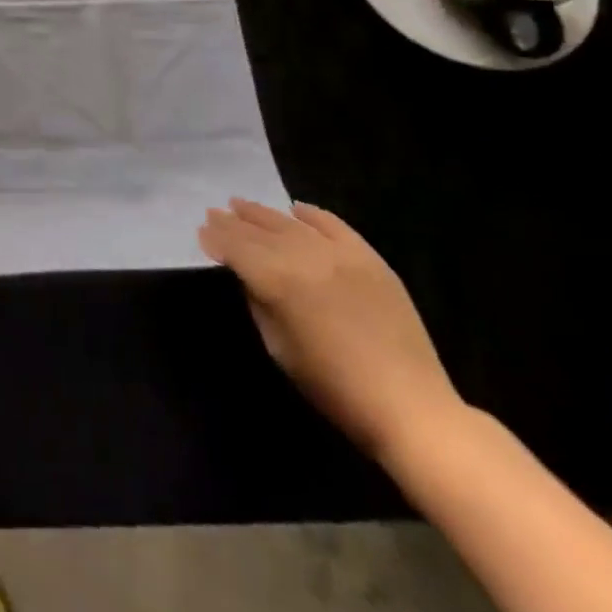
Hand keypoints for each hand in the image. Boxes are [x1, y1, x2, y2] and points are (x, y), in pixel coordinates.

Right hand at [199, 200, 465, 461]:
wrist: (410, 406)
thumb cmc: (334, 388)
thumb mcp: (279, 348)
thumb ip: (259, 303)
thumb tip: (247, 276)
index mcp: (279, 281)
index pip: (236, 248)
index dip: (216, 239)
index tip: (201, 233)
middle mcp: (306, 256)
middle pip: (260, 231)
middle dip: (234, 222)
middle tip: (213, 214)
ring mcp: (341, 254)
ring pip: (291, 223)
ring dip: (263, 214)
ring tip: (241, 205)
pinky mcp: (370, 258)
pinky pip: (334, 225)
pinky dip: (312, 214)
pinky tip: (296, 209)